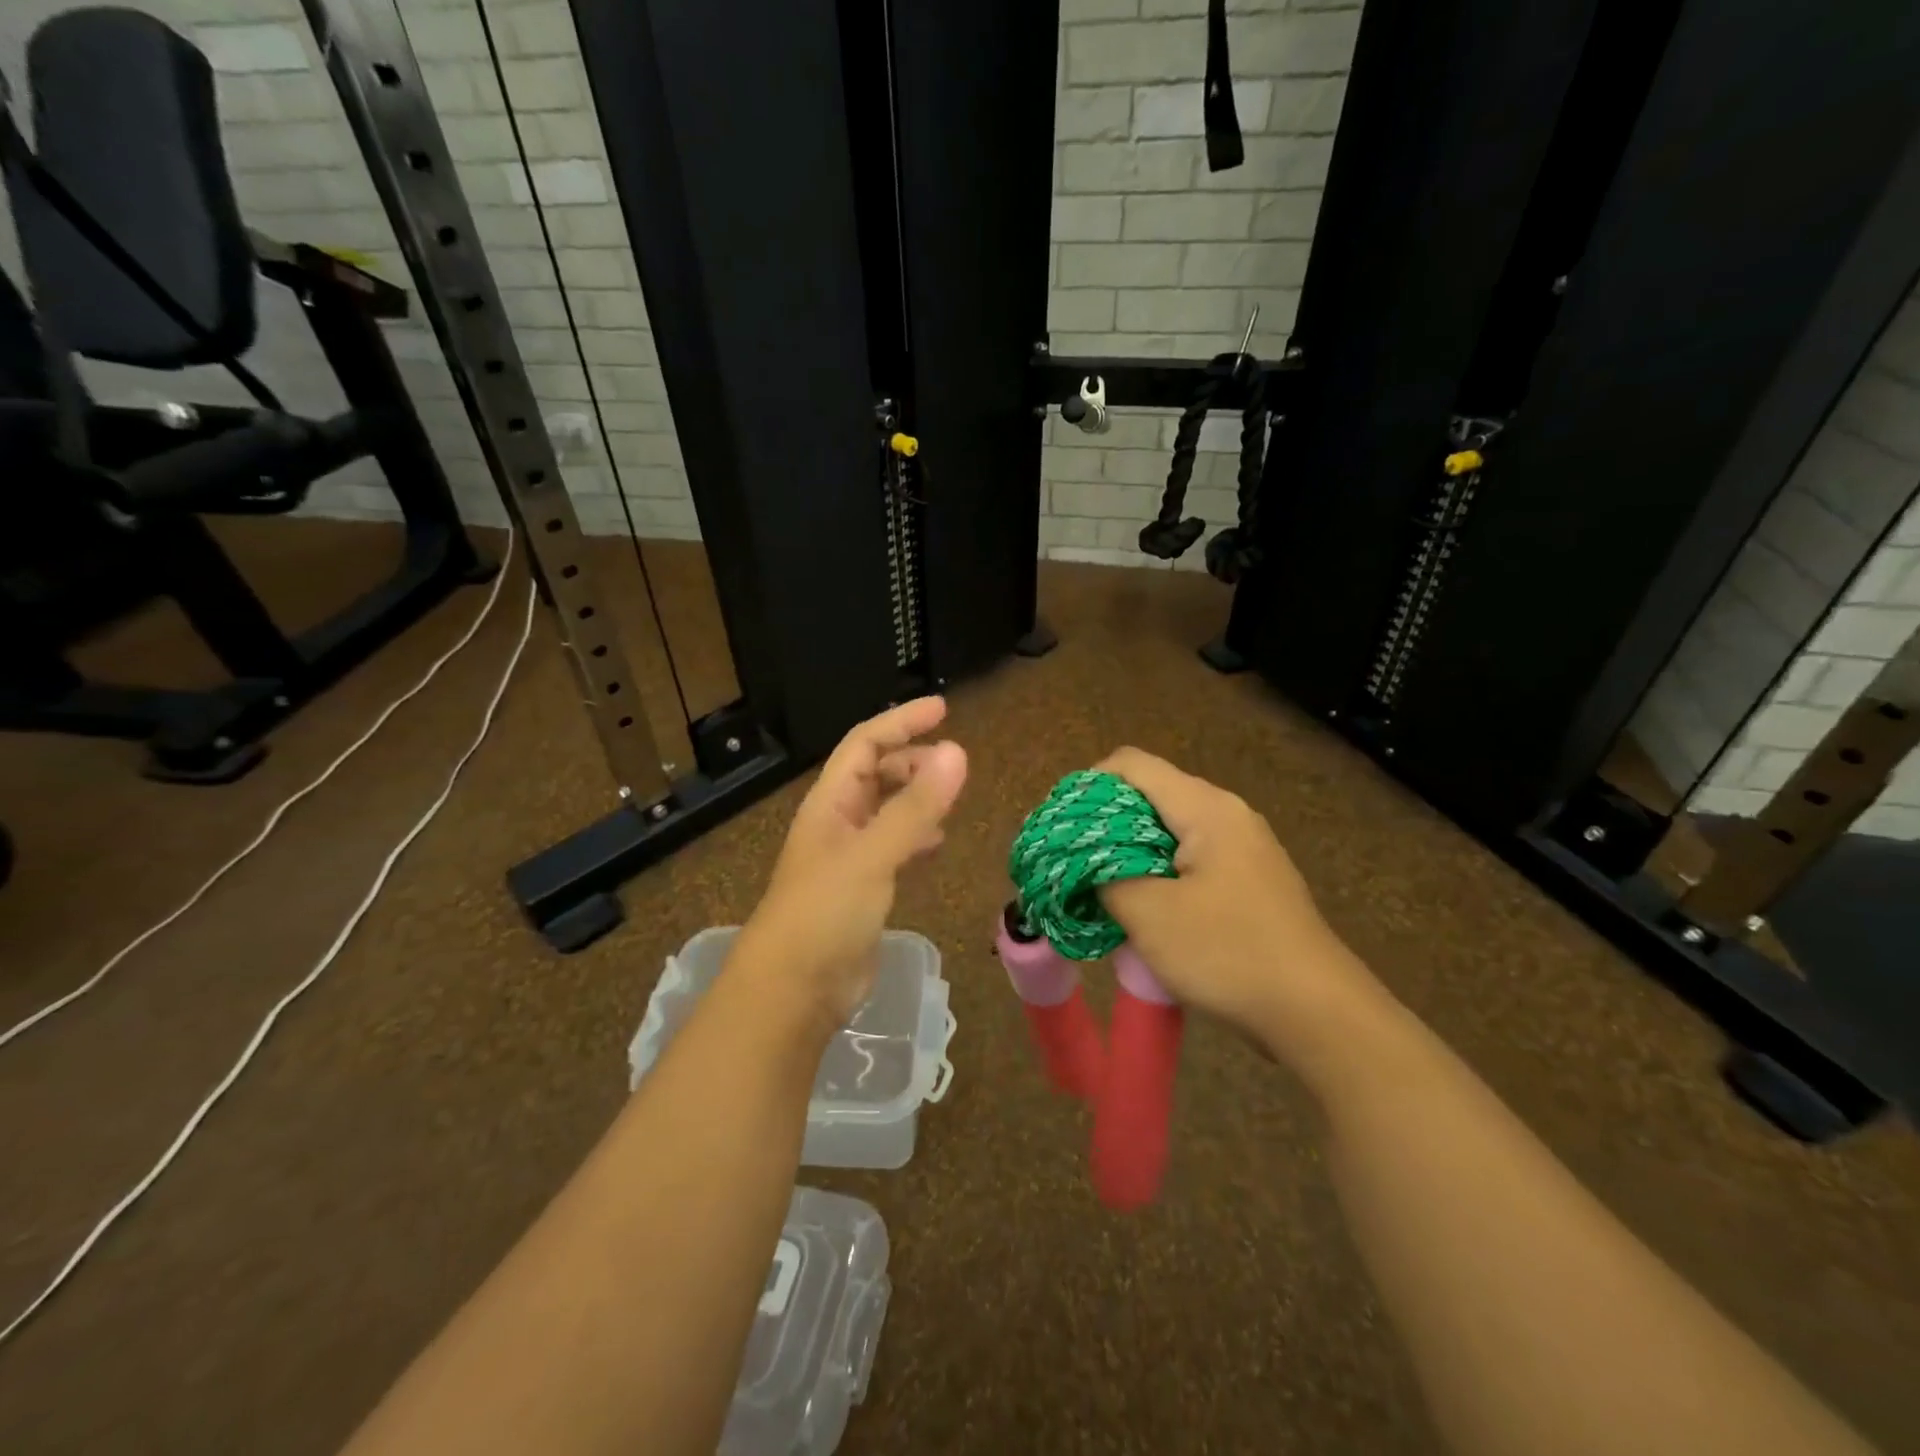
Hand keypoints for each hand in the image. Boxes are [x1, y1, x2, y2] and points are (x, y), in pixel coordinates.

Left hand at [733, 698, 967, 1028]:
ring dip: (915, 797)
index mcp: (830, 804)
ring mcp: (848, 859)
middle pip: (875, 774)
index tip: (943, 709)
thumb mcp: (872, 855)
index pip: (865, 745)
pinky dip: (915, 836)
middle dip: (912, 760)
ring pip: (885, 811)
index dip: (901, 722)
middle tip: (954, 764)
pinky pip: (892, 848)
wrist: (792, 993)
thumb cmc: (824, 914)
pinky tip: (934, 844)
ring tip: (950, 797)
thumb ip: (915, 806)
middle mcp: (837, 824)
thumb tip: (958, 751)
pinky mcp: (861, 892)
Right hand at [1093, 747, 1381, 1063]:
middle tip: (1074, 862)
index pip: (1131, 764)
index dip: (1088, 786)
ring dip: (1129, 853)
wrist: (1318, 1013)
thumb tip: (1082, 863)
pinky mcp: (1250, 880)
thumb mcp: (1149, 915)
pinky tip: (1144, 909)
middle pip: (1150, 794)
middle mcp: (1227, 814)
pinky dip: (1158, 872)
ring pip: (1169, 830)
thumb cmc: (1227, 952)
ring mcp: (1244, 848)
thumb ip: (1103, 876)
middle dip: (1105, 824)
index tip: (1062, 828)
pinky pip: (1191, 858)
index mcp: (1205, 807)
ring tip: (1101, 888)